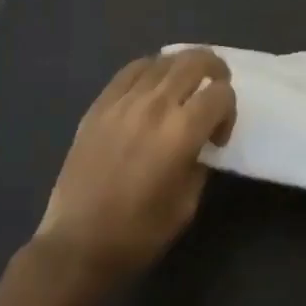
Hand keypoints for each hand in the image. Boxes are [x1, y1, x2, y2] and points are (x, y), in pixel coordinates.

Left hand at [36, 48, 235, 281]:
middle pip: (194, 61)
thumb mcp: (187, 205)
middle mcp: (155, 105)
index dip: (229, 110)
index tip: (217, 137)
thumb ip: (200, 163)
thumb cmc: (138, 234)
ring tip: (185, 84)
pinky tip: (152, 85)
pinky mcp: (100, 104)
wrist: (77, 245)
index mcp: (181, 132)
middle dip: (214, 70)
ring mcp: (124, 101)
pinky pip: (131, 70)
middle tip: (215, 88)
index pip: (220, 94)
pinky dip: (150, 69)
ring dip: (182, 67)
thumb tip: (201, 142)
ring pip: (163, 60)